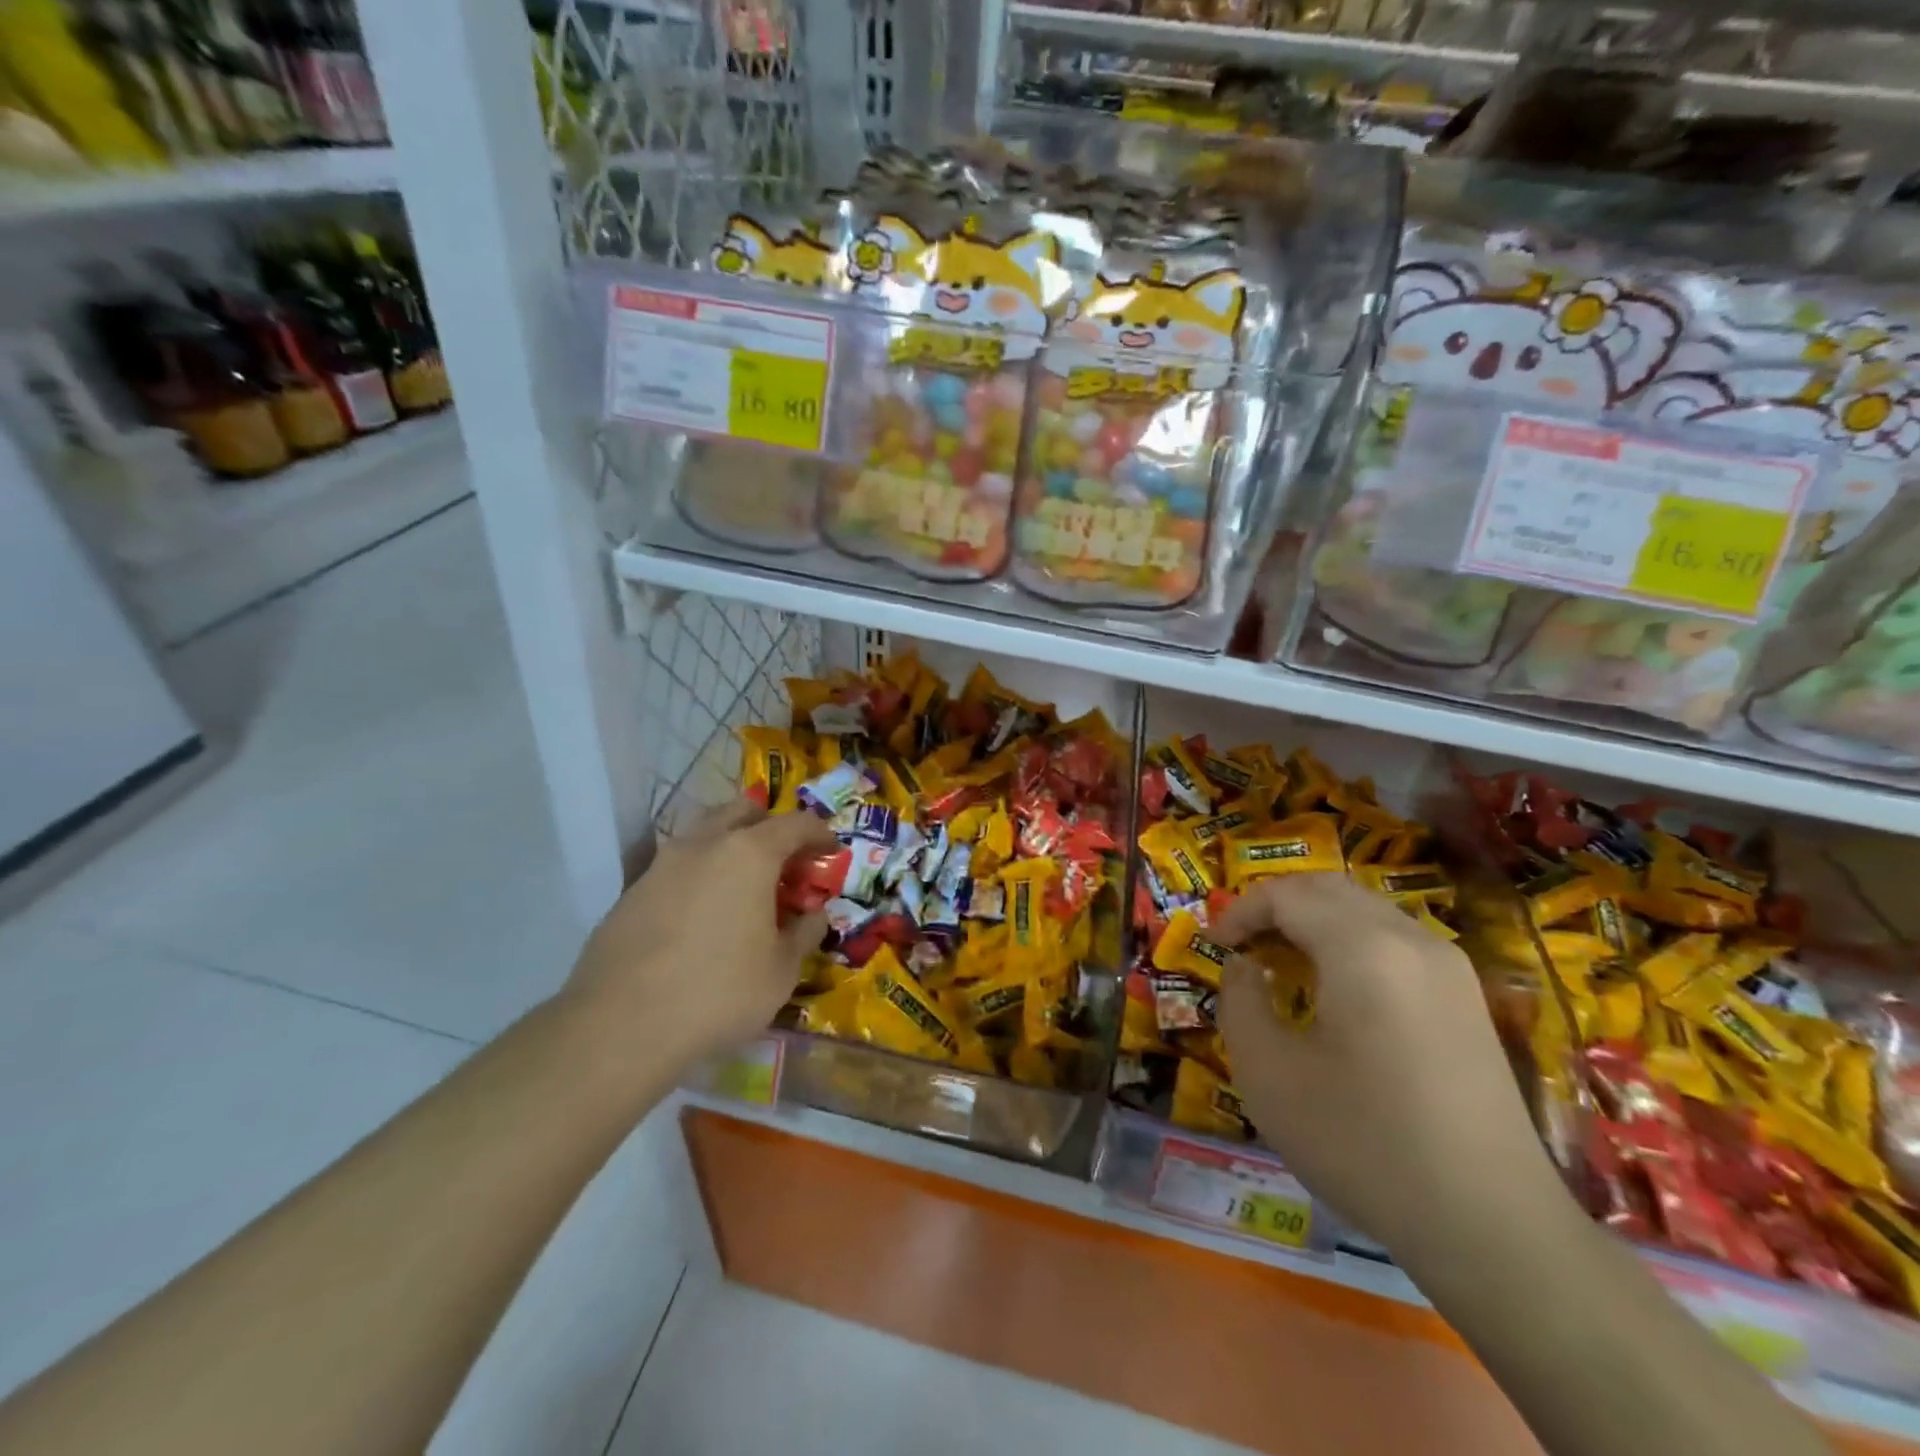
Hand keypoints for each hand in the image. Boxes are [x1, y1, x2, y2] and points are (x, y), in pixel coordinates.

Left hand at [563, 800, 833, 1068]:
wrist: (620, 1026)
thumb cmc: (719, 992)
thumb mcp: (782, 970)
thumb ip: (804, 932)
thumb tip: (814, 914)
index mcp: (750, 853)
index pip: (797, 824)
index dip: (820, 834)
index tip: (831, 852)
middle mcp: (705, 844)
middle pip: (744, 811)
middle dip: (770, 827)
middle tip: (784, 862)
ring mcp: (662, 864)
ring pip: (704, 833)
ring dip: (730, 846)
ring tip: (742, 886)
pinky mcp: (632, 891)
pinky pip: (677, 867)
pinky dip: (699, 875)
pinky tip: (701, 916)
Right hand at [1212, 872, 1568, 1263]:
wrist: (1492, 1227)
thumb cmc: (1363, 1144)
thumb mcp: (1268, 1075)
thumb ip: (1240, 1001)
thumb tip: (1245, 967)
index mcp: (1363, 948)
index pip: (1286, 894)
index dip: (1240, 911)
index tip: (1214, 947)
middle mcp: (1411, 939)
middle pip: (1329, 889)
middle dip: (1276, 906)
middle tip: (1242, 945)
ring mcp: (1449, 967)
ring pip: (1365, 910)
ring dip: (1314, 921)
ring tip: (1281, 963)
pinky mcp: (1467, 998)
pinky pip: (1394, 940)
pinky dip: (1350, 942)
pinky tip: (1335, 991)